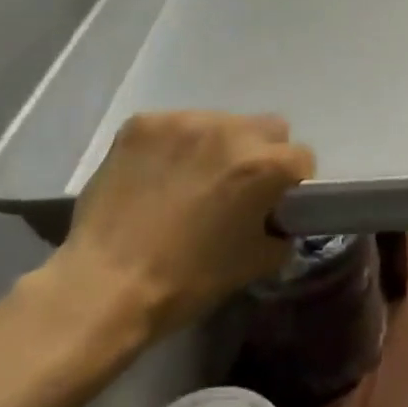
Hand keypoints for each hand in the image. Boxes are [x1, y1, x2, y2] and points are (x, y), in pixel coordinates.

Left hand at [41, 112, 312, 357]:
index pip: (301, 157)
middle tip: (235, 187)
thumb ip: (279, 232)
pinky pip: (173, 127)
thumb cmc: (189, 280)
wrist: (106, 285)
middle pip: (267, 128)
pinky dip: (172, 147)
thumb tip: (277, 221)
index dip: (292, 183)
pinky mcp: (143, 123)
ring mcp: (183, 121)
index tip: (275, 202)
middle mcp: (230, 130)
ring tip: (188, 181)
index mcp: (264, 164)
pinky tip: (155, 176)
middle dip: (260, 153)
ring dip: (215, 146)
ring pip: (219, 123)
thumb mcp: (255, 263)